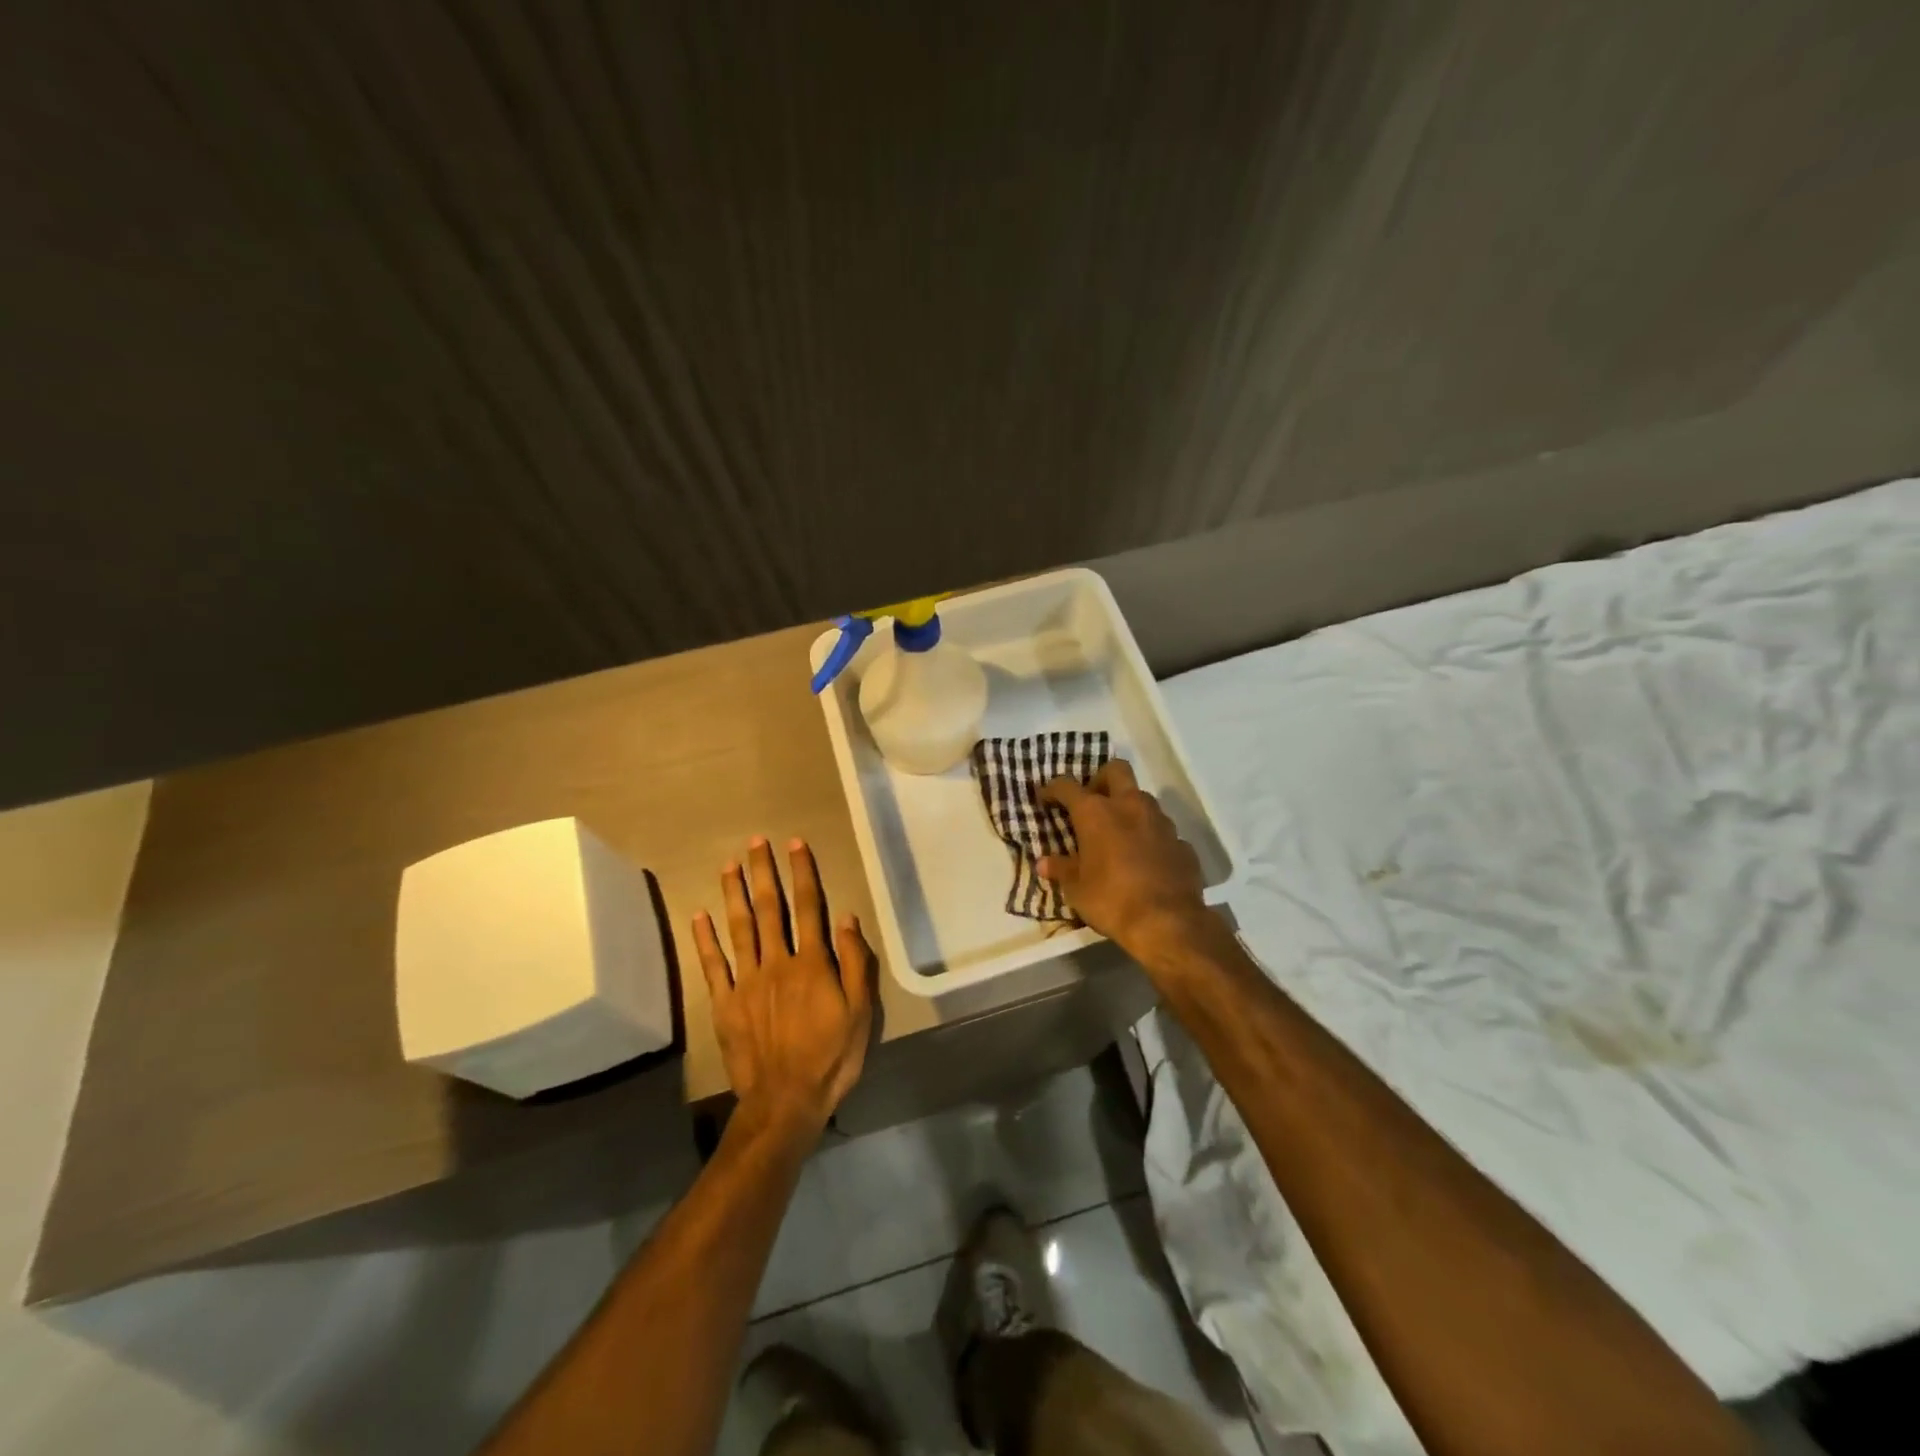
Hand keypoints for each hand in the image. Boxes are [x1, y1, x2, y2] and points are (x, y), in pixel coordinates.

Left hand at [693, 837, 875, 1144]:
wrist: (786, 1102)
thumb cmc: (831, 1057)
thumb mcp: (860, 1013)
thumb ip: (855, 964)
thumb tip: (847, 918)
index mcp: (812, 964)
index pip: (808, 907)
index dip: (802, 872)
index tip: (795, 844)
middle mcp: (777, 963)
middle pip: (770, 909)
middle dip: (764, 872)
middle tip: (756, 841)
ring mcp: (747, 982)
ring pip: (740, 928)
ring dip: (734, 894)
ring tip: (729, 865)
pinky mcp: (725, 1004)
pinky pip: (713, 966)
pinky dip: (705, 939)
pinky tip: (698, 915)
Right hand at [1039, 759, 1210, 961]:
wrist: (1168, 922)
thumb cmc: (1111, 900)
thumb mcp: (1076, 889)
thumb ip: (1061, 869)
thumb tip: (1044, 863)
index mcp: (1096, 812)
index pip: (1068, 786)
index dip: (1053, 789)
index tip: (1046, 798)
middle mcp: (1130, 806)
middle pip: (1116, 770)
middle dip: (1100, 779)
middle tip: (1090, 802)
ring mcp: (1160, 822)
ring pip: (1142, 798)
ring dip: (1128, 808)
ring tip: (1118, 833)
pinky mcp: (1182, 843)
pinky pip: (1162, 830)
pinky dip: (1150, 837)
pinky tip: (1145, 859)